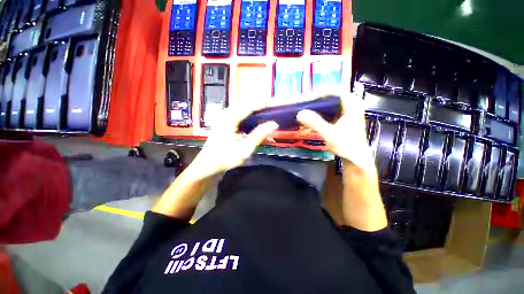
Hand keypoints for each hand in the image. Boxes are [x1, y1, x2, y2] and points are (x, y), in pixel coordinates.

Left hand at [190, 105, 278, 178]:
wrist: (206, 168)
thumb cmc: (224, 158)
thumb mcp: (244, 148)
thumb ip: (259, 135)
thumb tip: (273, 124)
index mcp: (230, 117)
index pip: (251, 106)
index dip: (265, 104)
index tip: (277, 104)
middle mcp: (227, 116)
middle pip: (248, 109)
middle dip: (262, 111)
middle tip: (274, 114)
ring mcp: (226, 122)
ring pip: (245, 116)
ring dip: (257, 120)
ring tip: (268, 123)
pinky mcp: (227, 128)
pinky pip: (242, 122)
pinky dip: (251, 126)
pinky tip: (258, 133)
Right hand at [296, 83, 374, 172]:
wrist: (356, 159)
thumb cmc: (347, 146)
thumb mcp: (330, 134)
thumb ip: (315, 123)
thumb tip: (299, 113)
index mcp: (352, 104)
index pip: (334, 90)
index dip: (318, 93)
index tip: (304, 99)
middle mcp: (349, 104)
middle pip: (329, 96)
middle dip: (313, 101)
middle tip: (300, 105)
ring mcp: (345, 111)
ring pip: (327, 104)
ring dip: (314, 109)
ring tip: (302, 113)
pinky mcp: (340, 118)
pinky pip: (326, 112)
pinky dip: (317, 116)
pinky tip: (308, 122)